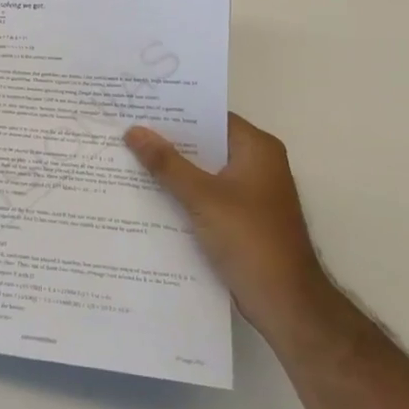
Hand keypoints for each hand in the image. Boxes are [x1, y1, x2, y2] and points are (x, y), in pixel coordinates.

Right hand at [125, 114, 332, 338]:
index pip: (211, 116)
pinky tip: (146, 194)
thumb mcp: (202, 197)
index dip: (175, 111)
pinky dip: (180, 193)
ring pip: (202, 171)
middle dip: (167, 140)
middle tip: (124, 130)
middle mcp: (256, 164)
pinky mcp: (239, 218)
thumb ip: (166, 163)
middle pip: (205, 143)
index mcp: (257, 149)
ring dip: (171, 169)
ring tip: (126, 157)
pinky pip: (204, 195)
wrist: (285, 302)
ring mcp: (248, 193)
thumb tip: (133, 131)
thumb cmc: (250, 239)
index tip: (138, 106)